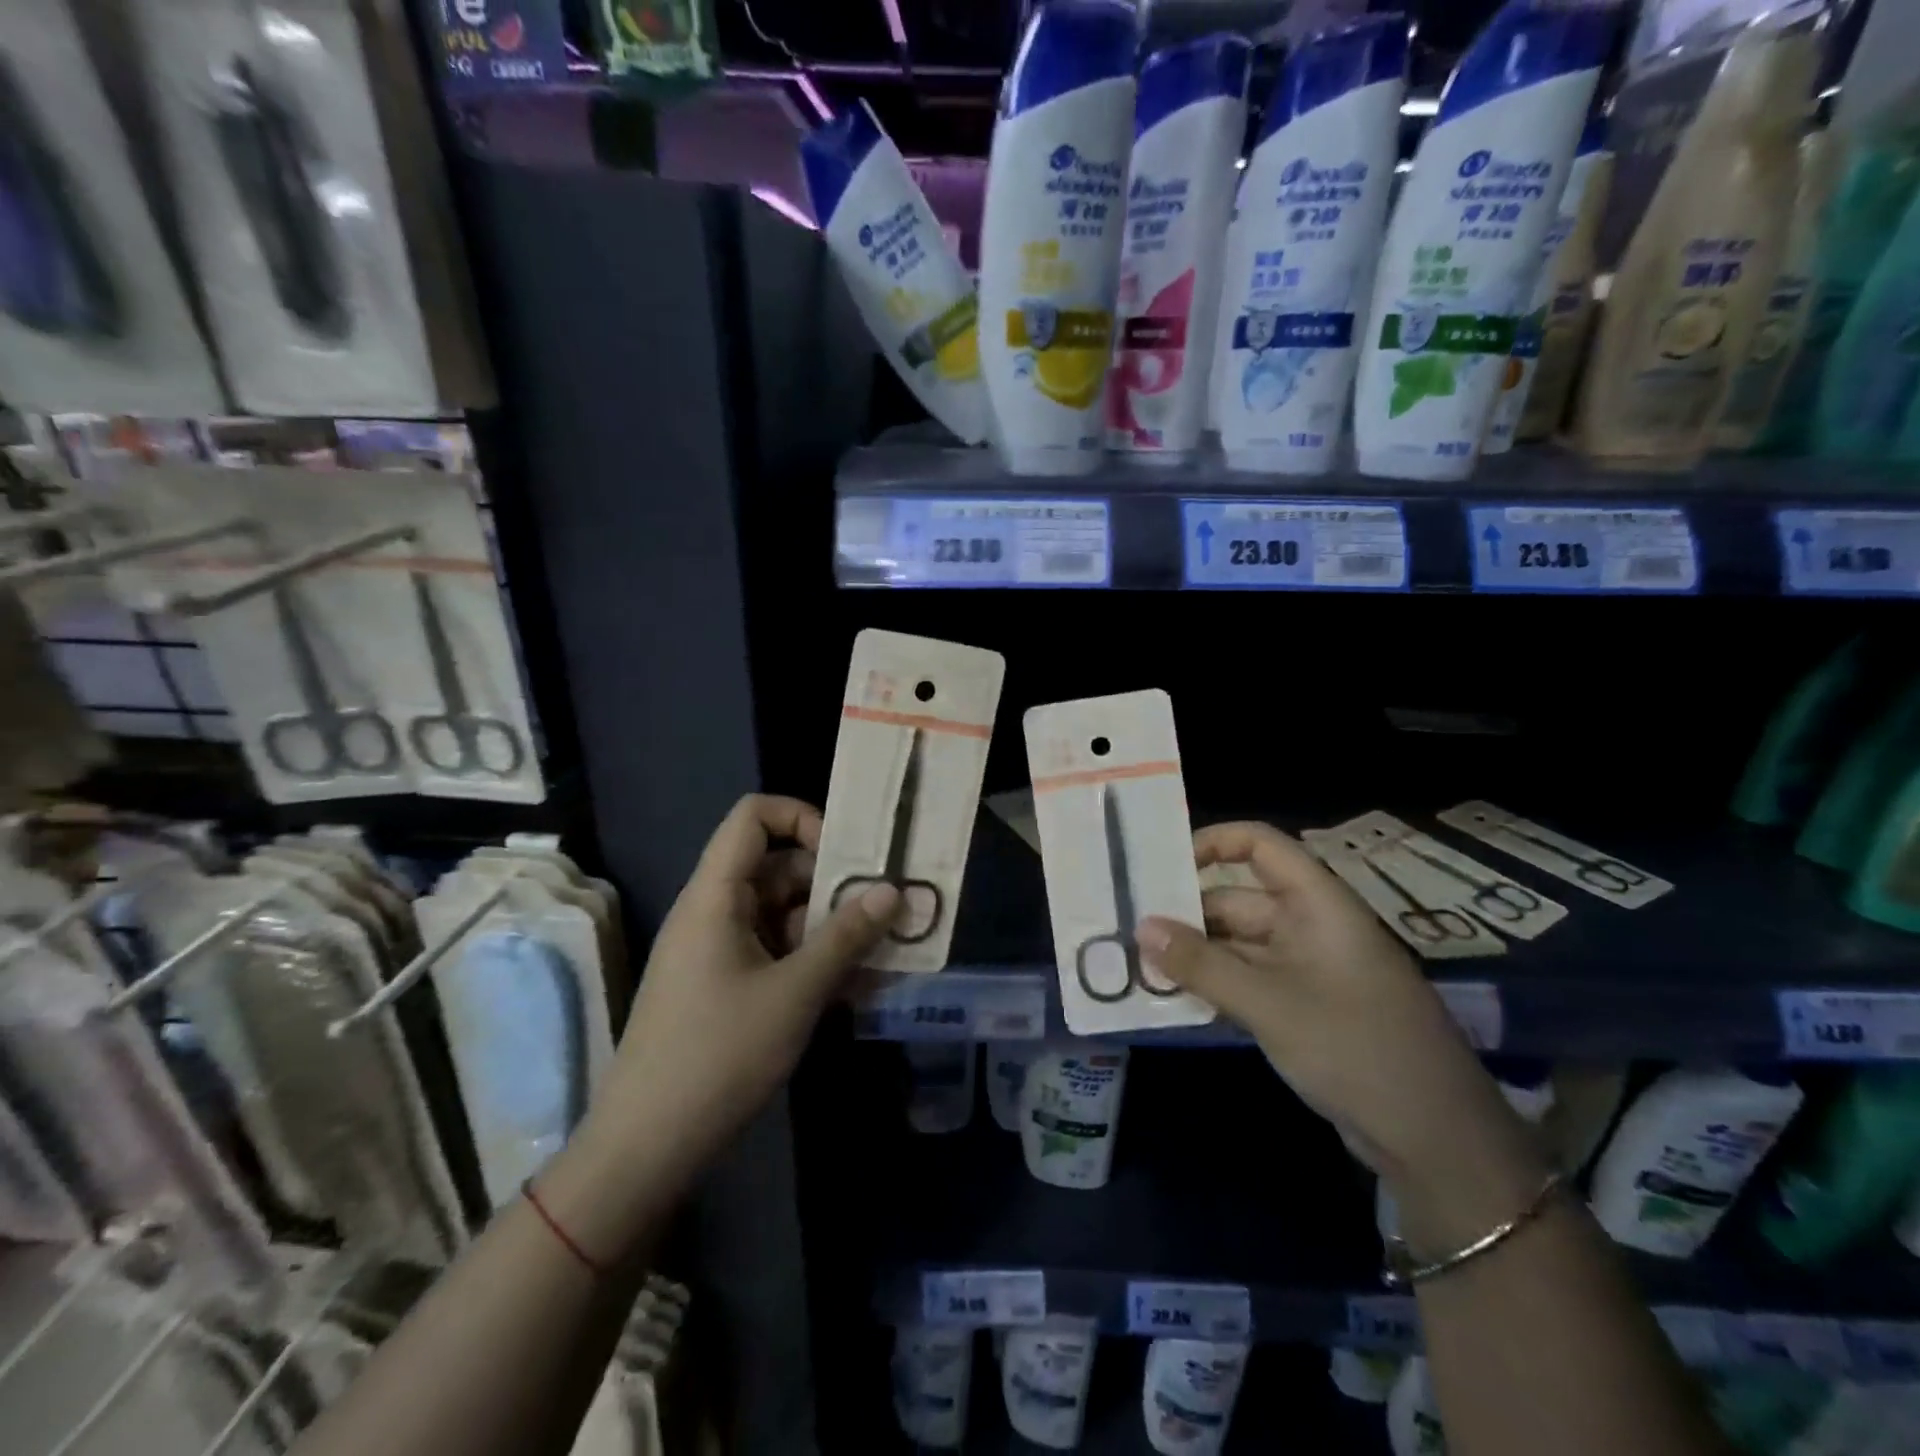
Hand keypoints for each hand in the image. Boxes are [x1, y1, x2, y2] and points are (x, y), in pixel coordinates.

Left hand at [565, 796, 898, 1229]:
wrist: (648, 1146)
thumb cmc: (719, 1055)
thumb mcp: (795, 992)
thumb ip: (846, 936)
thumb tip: (892, 890)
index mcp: (716, 895)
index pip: (753, 817)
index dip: (801, 817)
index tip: (845, 856)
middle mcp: (714, 911)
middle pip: (777, 866)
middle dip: (832, 882)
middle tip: (884, 908)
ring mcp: (717, 949)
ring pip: (781, 912)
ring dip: (828, 925)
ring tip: (879, 950)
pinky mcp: (724, 984)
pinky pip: (774, 949)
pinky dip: (811, 957)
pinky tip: (851, 984)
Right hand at [1137, 822, 1546, 1250]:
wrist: (1436, 1141)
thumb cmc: (1355, 1048)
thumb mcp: (1269, 1003)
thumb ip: (1201, 964)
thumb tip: (1140, 928)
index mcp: (1317, 904)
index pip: (1261, 846)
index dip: (1213, 842)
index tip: (1163, 867)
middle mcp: (1311, 926)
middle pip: (1238, 899)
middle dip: (1187, 912)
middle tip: (1130, 928)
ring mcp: (1308, 969)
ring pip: (1238, 944)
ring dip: (1195, 953)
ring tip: (1139, 963)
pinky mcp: (1304, 1008)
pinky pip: (1248, 980)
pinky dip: (1214, 984)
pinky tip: (1174, 998)